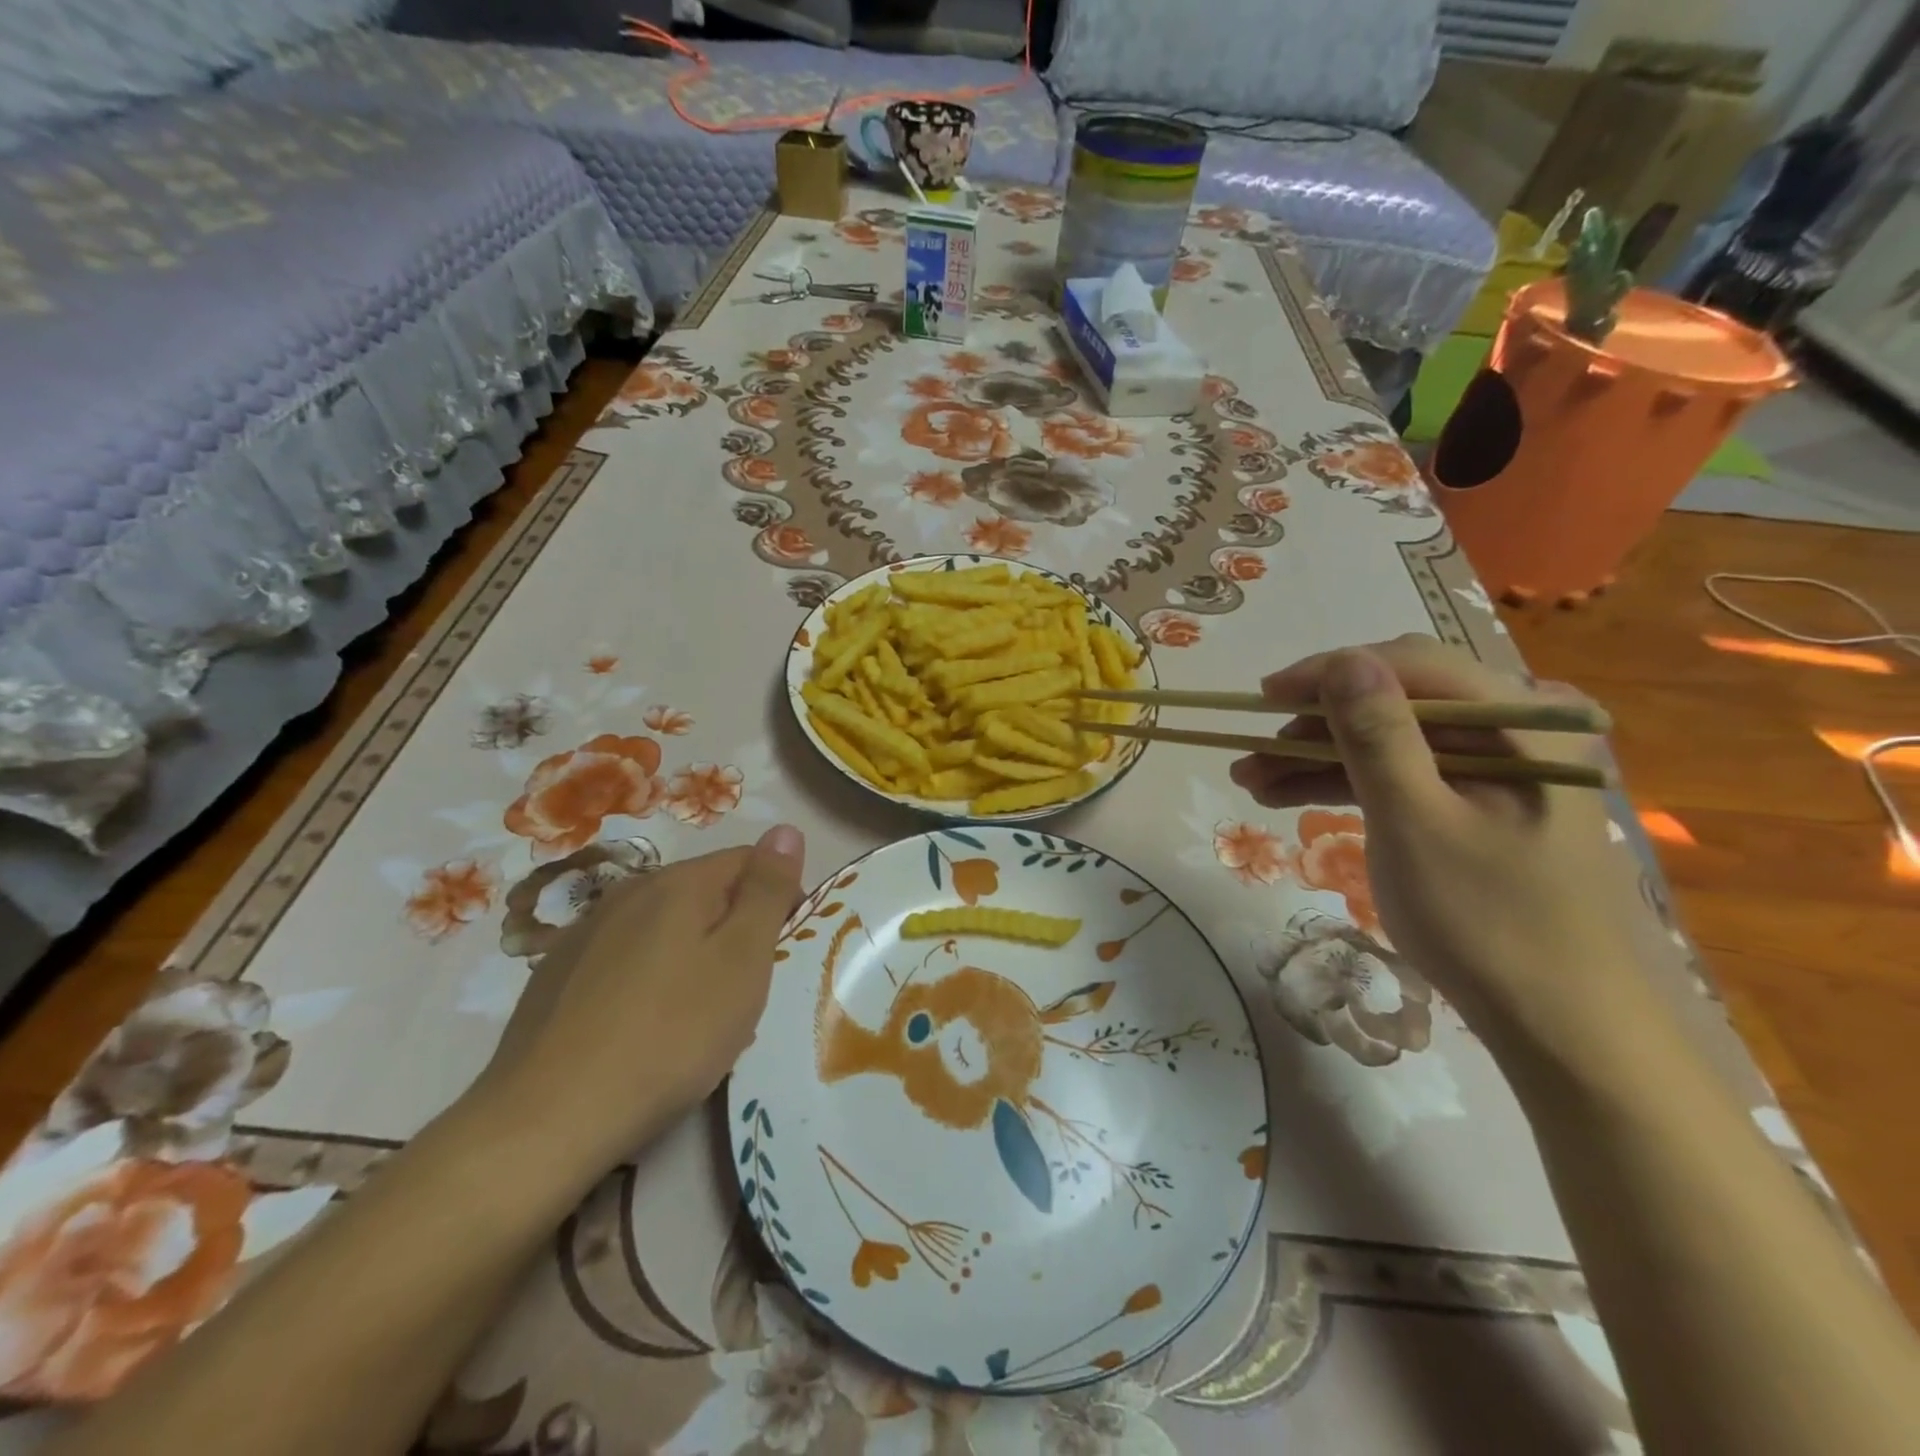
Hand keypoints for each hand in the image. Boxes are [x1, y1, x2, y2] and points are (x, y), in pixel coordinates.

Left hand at [475, 826, 805, 1181]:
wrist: (547, 1120)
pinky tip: (644, 1028)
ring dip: (693, 954)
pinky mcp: (556, 974)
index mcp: (679, 882)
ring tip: (698, 1016)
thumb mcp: (742, 961)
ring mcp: (585, 932)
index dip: (779, 897)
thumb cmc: (670, 1036)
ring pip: (664, 927)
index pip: (749, 860)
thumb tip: (786, 829)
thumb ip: (767, 890)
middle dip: (735, 928)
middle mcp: (630, 891)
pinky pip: (625, 958)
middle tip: (746, 991)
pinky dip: (649, 978)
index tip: (784, 950)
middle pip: (705, 892)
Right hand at [1231, 637, 1648, 1065]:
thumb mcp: (1416, 823)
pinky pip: (1396, 777)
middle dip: (1316, 724)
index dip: (1332, 673)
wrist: (1556, 1026)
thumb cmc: (1488, 921)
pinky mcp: (1469, 807)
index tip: (1264, 696)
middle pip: (1397, 703)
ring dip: (1317, 757)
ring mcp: (1491, 773)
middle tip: (1252, 750)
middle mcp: (1512, 735)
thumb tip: (1343, 661)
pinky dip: (1342, 783)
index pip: (1415, 666)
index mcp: (1523, 726)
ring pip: (1387, 742)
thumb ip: (1379, 737)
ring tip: (1250, 780)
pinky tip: (1285, 796)